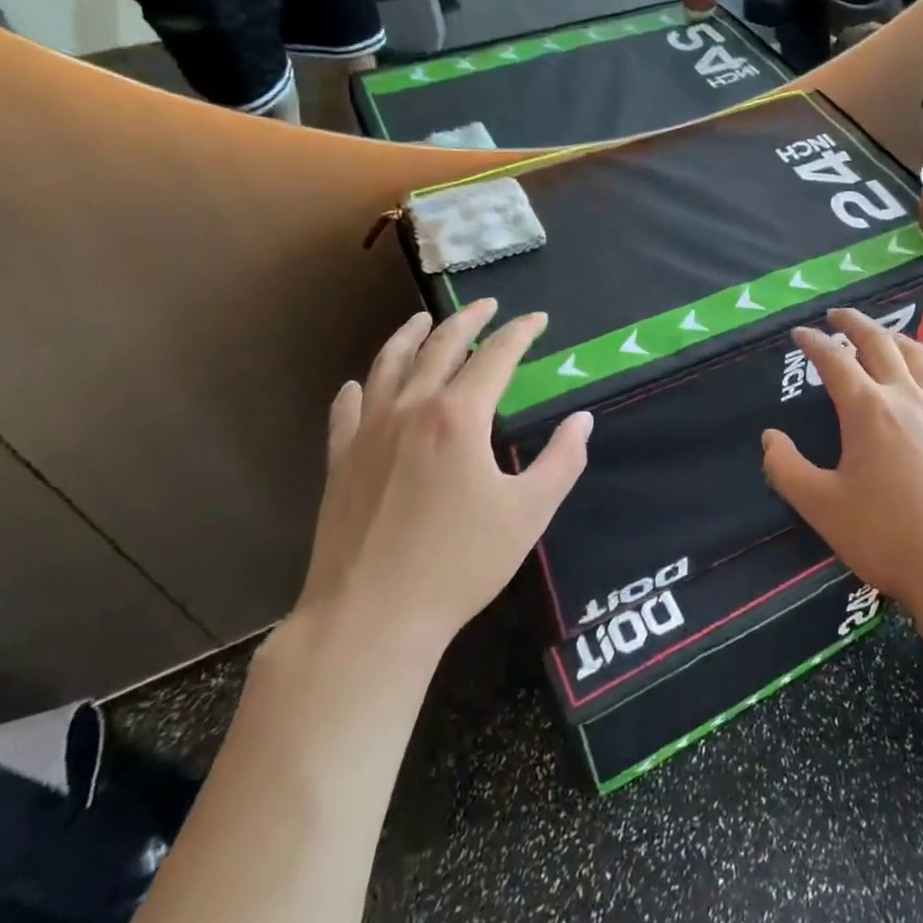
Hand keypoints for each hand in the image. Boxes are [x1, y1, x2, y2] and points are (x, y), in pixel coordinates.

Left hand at [294, 301, 590, 651]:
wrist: (371, 617)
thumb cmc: (459, 563)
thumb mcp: (529, 513)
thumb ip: (562, 460)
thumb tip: (582, 421)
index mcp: (459, 417)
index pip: (496, 356)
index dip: (520, 332)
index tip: (537, 318)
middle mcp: (412, 409)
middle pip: (440, 346)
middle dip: (468, 320)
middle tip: (487, 305)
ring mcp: (369, 432)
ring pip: (389, 364)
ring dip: (410, 335)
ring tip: (423, 319)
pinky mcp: (341, 460)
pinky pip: (348, 408)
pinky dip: (360, 387)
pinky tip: (361, 384)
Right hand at [761, 309, 922, 624]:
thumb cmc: (887, 536)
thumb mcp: (822, 508)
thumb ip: (787, 469)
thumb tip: (770, 437)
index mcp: (867, 410)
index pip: (835, 361)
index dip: (814, 343)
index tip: (800, 333)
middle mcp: (906, 398)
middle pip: (879, 343)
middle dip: (855, 323)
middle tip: (837, 315)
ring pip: (919, 357)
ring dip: (895, 337)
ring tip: (881, 334)